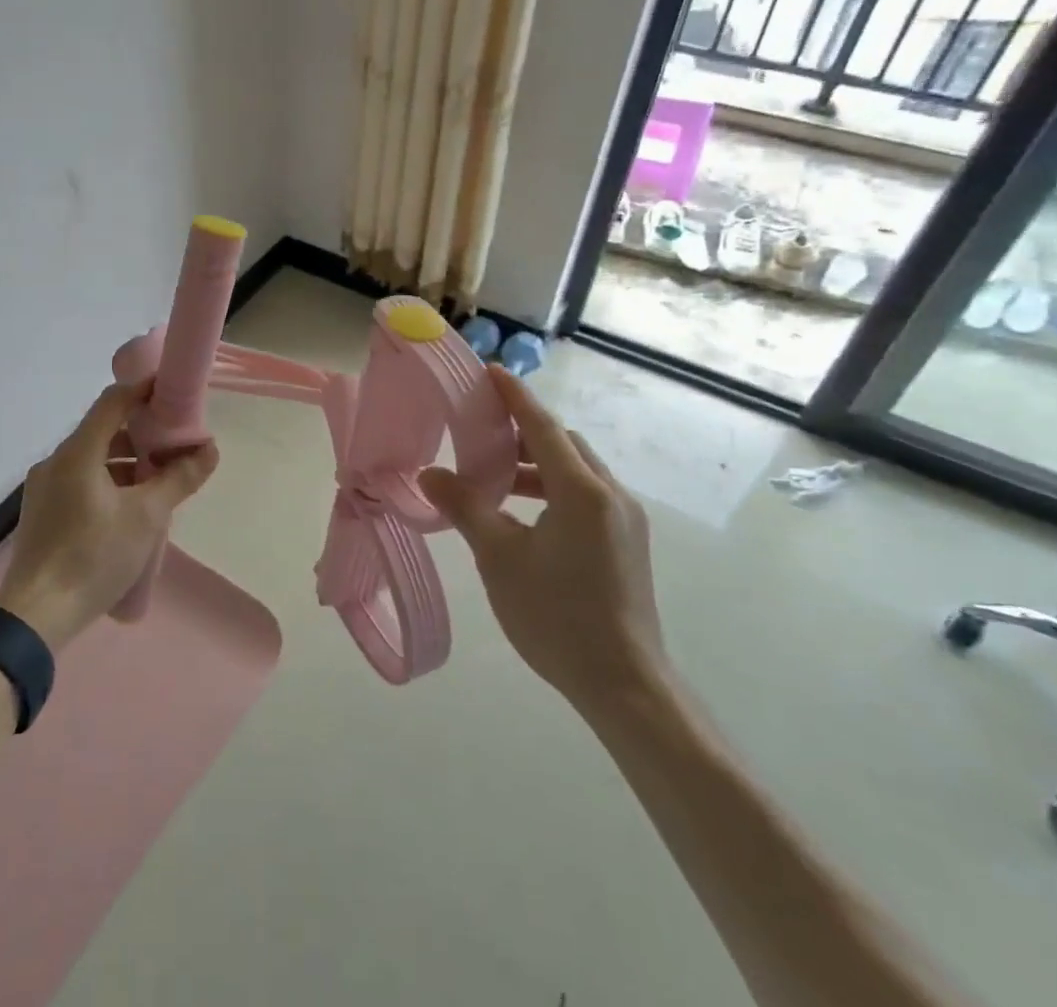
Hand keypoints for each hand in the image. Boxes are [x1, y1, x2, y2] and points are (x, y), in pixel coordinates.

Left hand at [0, 380, 219, 650]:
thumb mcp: (147, 517)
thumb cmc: (94, 557)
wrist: (35, 616)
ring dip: (125, 462)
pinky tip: (128, 508)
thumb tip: (210, 449)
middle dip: (141, 434)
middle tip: (174, 445)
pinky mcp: (41, 511)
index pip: (113, 401)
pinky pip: (79, 480)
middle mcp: (55, 461)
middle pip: (103, 430)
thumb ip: (179, 479)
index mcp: (77, 452)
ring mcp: (43, 487)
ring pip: (91, 458)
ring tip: (157, 482)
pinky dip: (107, 481)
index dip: (143, 390)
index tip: (172, 392)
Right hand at [419, 367, 665, 714]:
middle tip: (479, 433)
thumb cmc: (556, 616)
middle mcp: (611, 495)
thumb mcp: (499, 557)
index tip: (491, 372)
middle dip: (522, 433)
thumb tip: (429, 474)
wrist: (625, 685)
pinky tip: (523, 514)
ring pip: (576, 471)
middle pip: (563, 444)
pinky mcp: (627, 543)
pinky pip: (586, 495)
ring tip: (493, 479)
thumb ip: (465, 507)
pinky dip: (552, 489)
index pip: (543, 427)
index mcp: (582, 491)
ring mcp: (625, 520)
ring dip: (536, 464)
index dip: (515, 397)